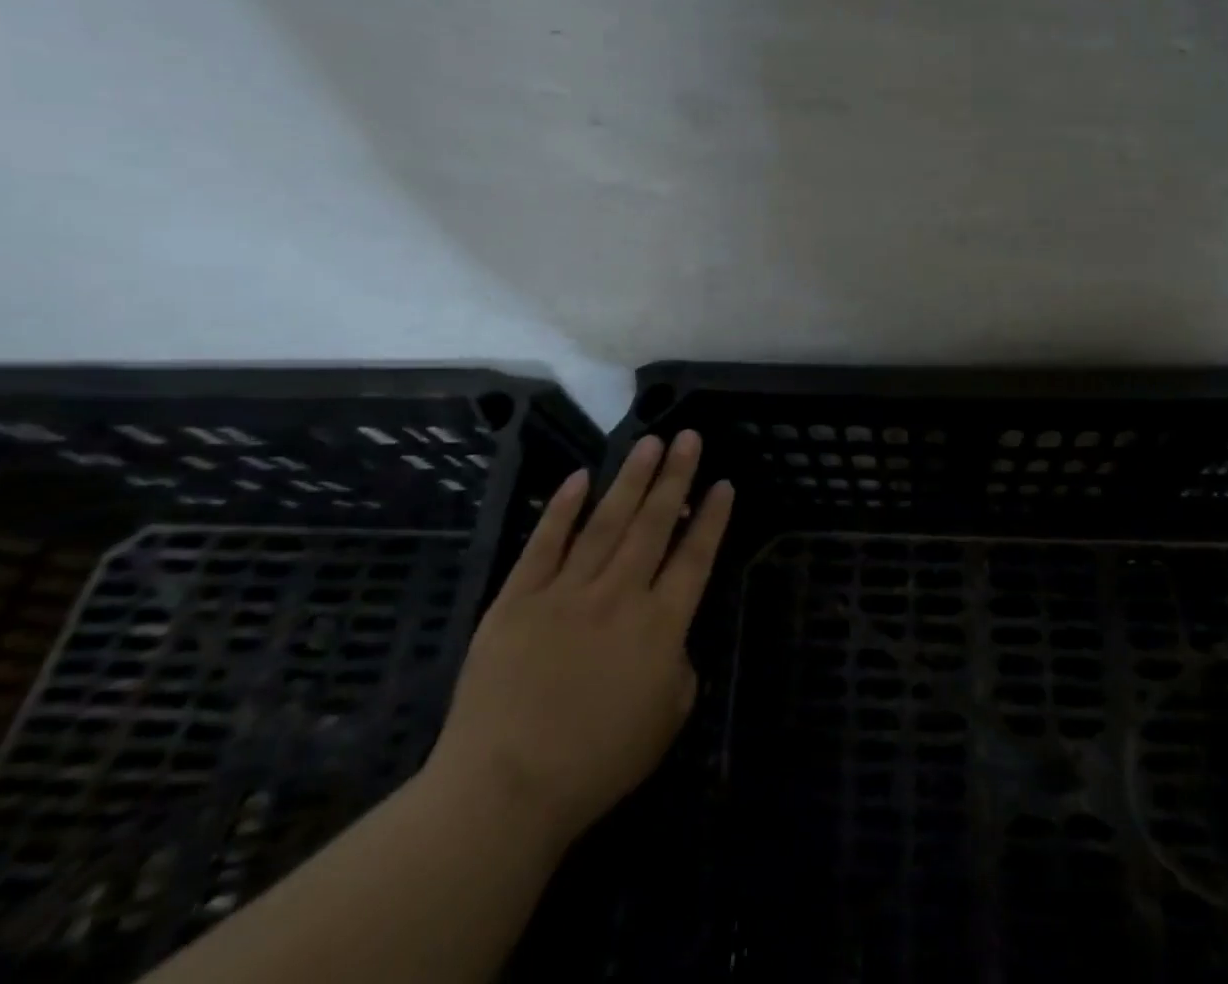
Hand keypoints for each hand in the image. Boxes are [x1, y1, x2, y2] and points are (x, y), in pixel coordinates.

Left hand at [426, 431, 734, 848]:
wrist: (504, 790)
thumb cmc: (596, 764)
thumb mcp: (666, 722)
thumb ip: (680, 668)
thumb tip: (673, 637)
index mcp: (661, 626)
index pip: (695, 558)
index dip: (712, 519)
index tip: (723, 483)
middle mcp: (620, 595)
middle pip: (654, 524)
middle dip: (675, 477)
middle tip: (688, 437)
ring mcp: (566, 591)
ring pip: (606, 522)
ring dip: (631, 479)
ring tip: (650, 443)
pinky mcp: (518, 598)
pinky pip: (545, 543)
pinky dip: (562, 509)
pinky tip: (580, 478)